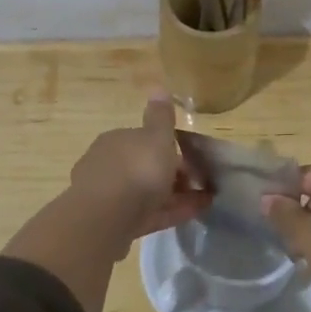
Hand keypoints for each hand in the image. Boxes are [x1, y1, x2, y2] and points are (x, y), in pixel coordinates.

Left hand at [4, 97, 210, 311]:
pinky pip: (148, 214)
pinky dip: (171, 212)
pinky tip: (193, 214)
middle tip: (201, 183)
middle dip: (172, 175)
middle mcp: (108, 165)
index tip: (192, 159)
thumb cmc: (136, 169)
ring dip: (176, 196)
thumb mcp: (156, 137)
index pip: (145, 140)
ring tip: (205, 202)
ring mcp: (110, 196)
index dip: (170, 148)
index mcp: (116, 140)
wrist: (106, 218)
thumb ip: (160, 116)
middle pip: (146, 167)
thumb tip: (158, 87)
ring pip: (148, 193)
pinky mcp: (115, 223)